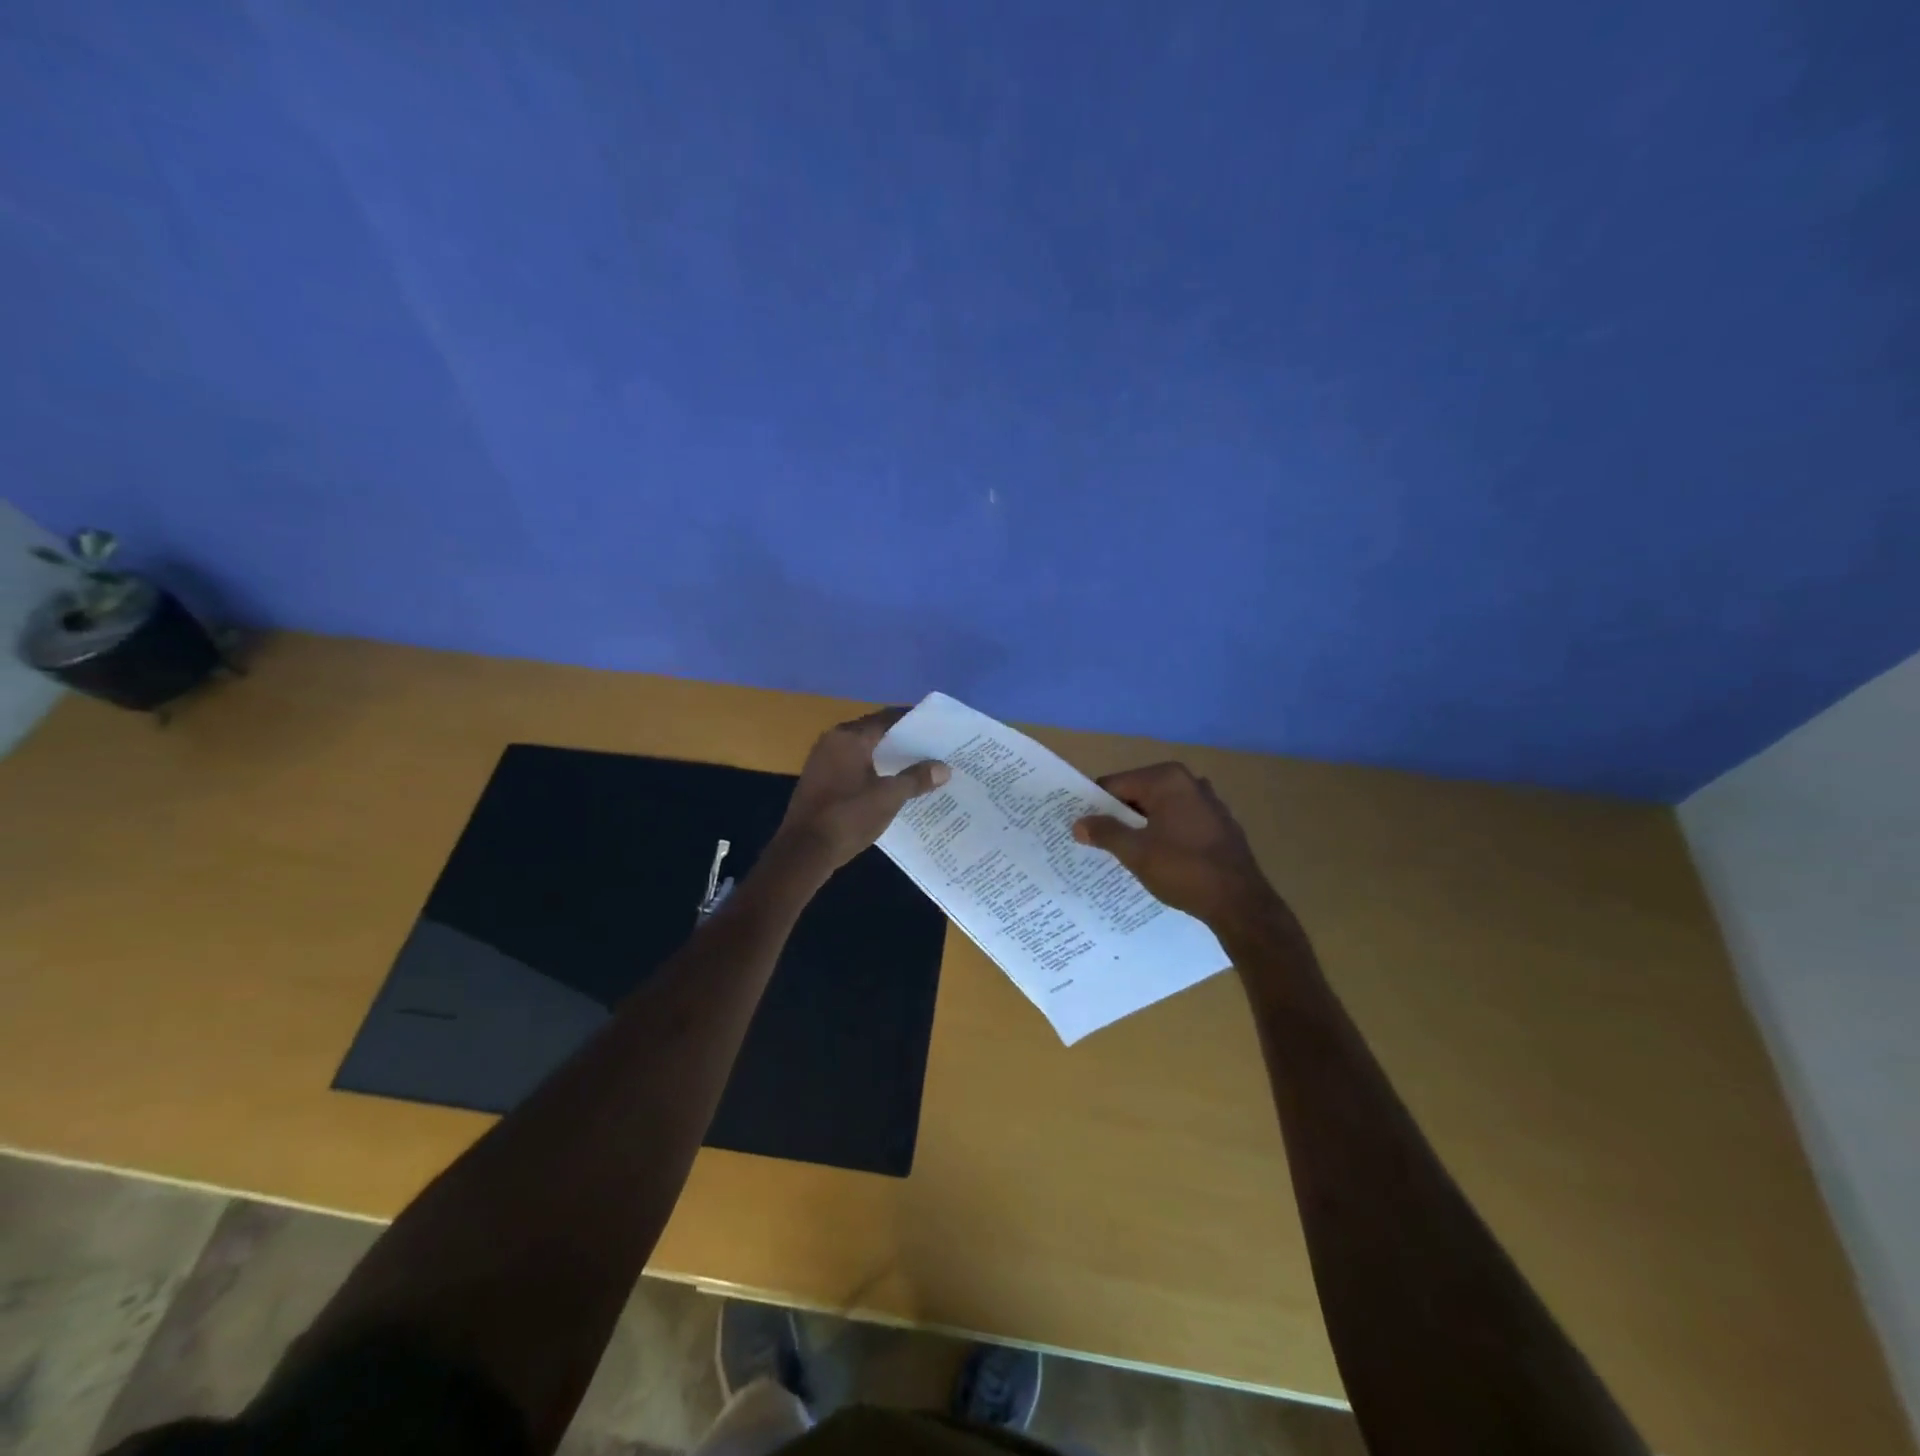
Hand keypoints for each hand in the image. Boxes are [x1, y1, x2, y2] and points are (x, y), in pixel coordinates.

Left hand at [773, 709, 949, 870]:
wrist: (803, 851)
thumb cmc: (848, 816)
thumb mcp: (888, 797)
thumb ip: (916, 779)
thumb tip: (944, 768)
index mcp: (849, 736)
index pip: (888, 718)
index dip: (914, 722)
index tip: (937, 729)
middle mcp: (833, 740)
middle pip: (875, 733)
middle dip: (903, 741)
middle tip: (932, 749)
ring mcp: (822, 760)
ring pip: (863, 751)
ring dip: (887, 758)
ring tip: (917, 767)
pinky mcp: (818, 780)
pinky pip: (852, 766)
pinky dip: (872, 771)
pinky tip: (890, 784)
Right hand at [1072, 762, 1286, 931]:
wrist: (1240, 903)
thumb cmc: (1184, 869)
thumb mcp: (1136, 852)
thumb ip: (1105, 832)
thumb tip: (1078, 824)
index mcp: (1166, 779)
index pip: (1115, 784)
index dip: (1095, 806)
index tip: (1082, 829)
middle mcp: (1189, 781)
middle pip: (1137, 794)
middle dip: (1119, 817)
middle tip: (1099, 844)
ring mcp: (1208, 802)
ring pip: (1159, 809)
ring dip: (1141, 827)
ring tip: (1125, 854)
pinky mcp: (1219, 824)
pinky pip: (1179, 822)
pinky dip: (1164, 834)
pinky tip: (1159, 859)